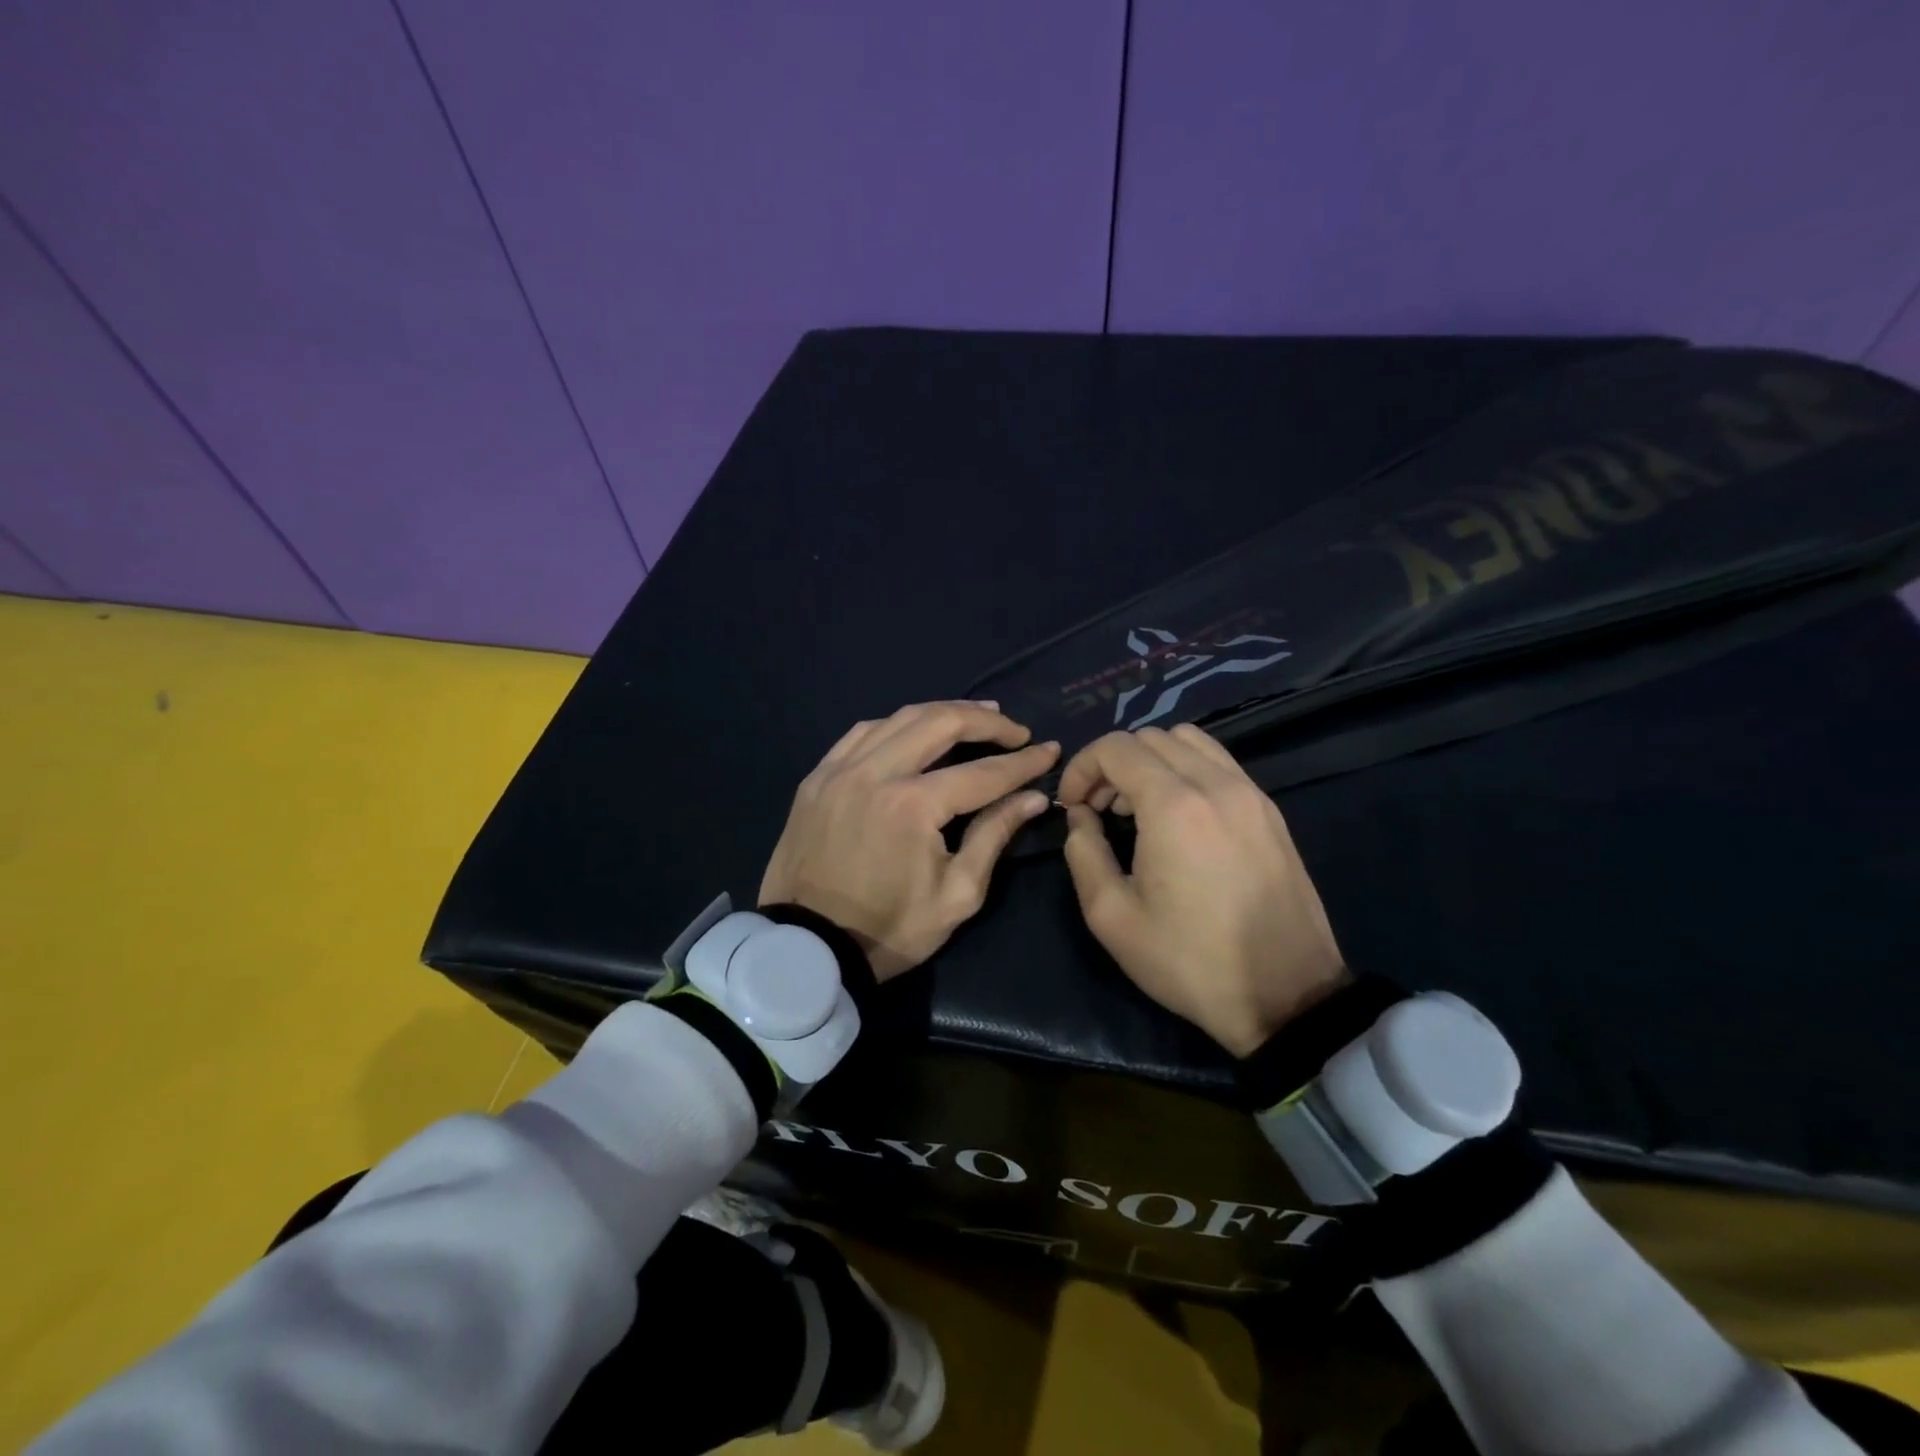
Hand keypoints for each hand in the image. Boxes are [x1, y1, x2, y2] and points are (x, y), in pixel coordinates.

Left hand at [760, 701, 1059, 980]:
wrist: (807, 948)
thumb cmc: (889, 930)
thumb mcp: (956, 895)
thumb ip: (994, 835)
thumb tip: (1033, 797)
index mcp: (912, 805)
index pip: (983, 772)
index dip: (1023, 761)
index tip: (1050, 750)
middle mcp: (875, 772)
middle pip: (940, 722)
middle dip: (986, 721)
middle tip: (1015, 730)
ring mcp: (840, 769)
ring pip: (900, 717)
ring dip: (943, 712)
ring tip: (977, 716)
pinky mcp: (817, 777)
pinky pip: (862, 732)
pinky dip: (898, 724)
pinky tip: (916, 728)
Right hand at [1058, 725, 1348, 1056]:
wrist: (1286, 996)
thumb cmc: (1189, 961)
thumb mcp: (1112, 917)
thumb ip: (1083, 852)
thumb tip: (1080, 816)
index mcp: (1174, 805)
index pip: (1115, 748)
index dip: (1081, 767)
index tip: (1072, 806)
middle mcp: (1215, 783)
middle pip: (1151, 737)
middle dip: (1113, 763)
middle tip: (1099, 808)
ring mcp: (1250, 793)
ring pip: (1189, 741)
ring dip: (1151, 760)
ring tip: (1138, 807)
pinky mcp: (1270, 811)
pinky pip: (1219, 763)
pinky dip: (1187, 769)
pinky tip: (1178, 815)